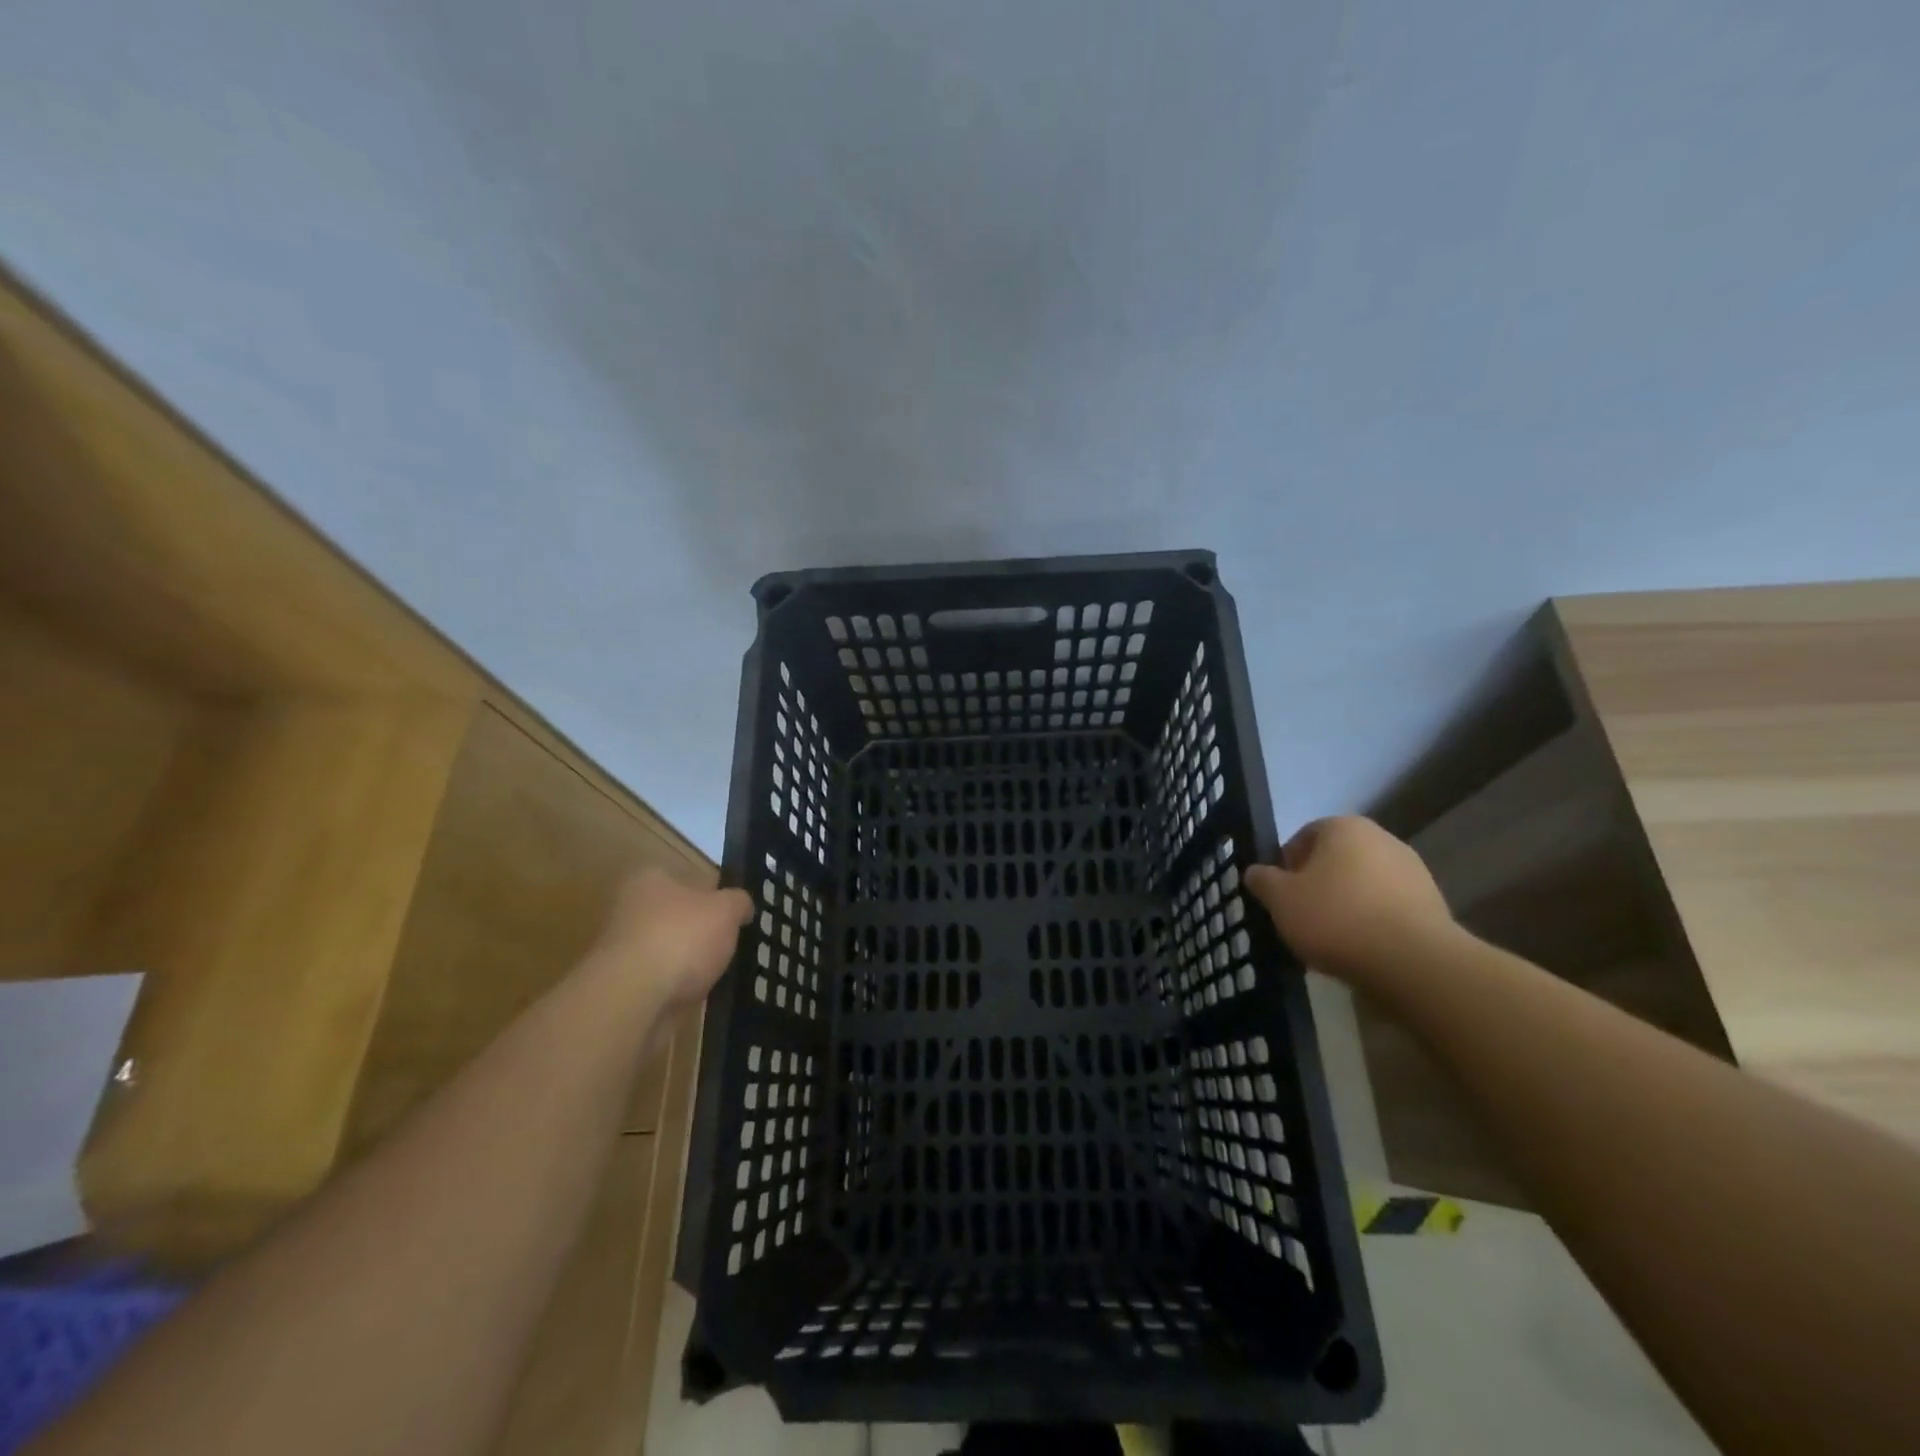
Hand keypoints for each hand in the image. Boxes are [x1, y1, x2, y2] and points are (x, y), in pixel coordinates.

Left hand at [590, 869, 752, 1008]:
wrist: (633, 997)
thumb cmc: (682, 937)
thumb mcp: (726, 910)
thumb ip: (738, 902)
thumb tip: (742, 906)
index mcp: (650, 879)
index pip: (685, 878)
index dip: (711, 895)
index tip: (730, 914)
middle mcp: (628, 908)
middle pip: (674, 916)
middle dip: (697, 931)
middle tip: (727, 944)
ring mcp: (620, 949)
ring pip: (666, 950)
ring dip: (686, 962)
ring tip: (715, 974)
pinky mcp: (621, 985)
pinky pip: (658, 981)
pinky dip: (675, 987)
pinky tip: (694, 995)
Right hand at [1244, 816, 1452, 980]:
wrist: (1413, 963)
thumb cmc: (1336, 918)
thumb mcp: (1281, 899)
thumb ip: (1263, 880)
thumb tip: (1256, 872)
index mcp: (1344, 828)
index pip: (1304, 837)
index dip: (1286, 866)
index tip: (1280, 896)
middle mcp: (1382, 839)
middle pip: (1335, 860)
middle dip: (1317, 886)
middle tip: (1301, 917)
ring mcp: (1413, 872)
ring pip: (1362, 886)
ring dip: (1345, 905)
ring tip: (1331, 940)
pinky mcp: (1432, 905)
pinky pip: (1387, 909)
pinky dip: (1371, 923)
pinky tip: (1361, 950)